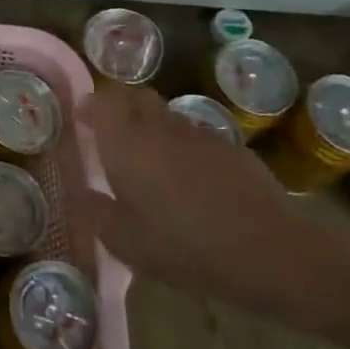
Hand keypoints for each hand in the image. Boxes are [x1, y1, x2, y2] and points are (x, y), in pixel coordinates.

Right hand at [78, 84, 349, 323]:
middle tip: (112, 137)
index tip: (82, 121)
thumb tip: (84, 192)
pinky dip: (183, 148)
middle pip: (136, 97)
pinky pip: (195, 136)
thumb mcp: (124, 242)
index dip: (90, 105)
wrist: (267, 252)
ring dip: (152, 129)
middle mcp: (160, 127)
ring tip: (152, 165)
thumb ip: (96, 211)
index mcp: (127, 144)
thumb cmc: (183, 247)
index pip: (103, 100)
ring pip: (166, 116)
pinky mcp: (230, 147)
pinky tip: (190, 182)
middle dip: (120, 108)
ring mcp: (199, 133)